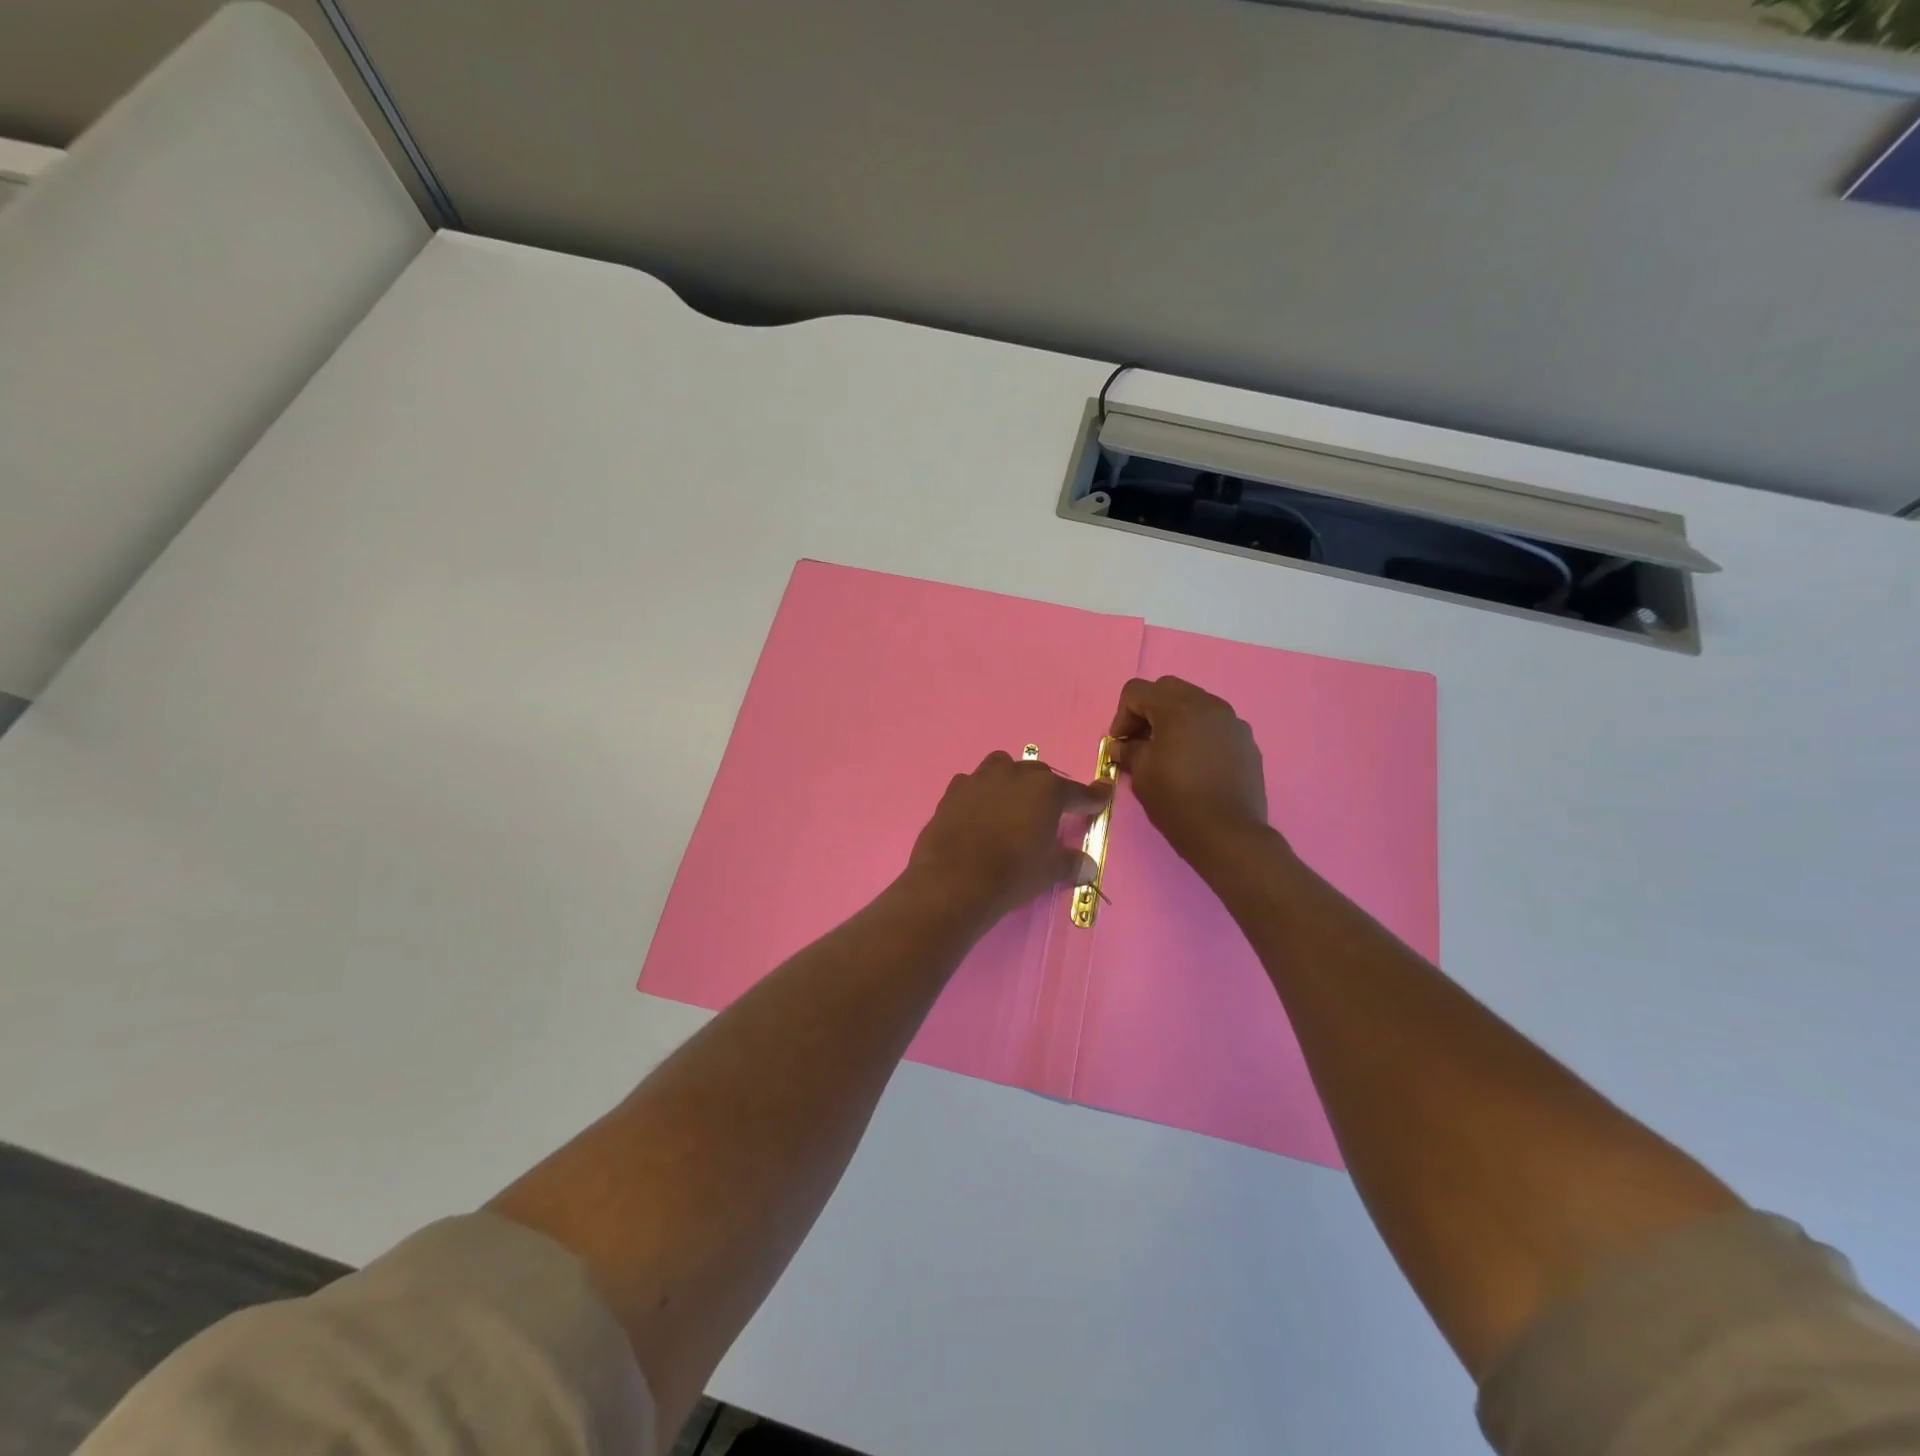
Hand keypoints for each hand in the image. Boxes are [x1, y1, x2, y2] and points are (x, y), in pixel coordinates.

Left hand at [906, 752, 1106, 924]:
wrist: (954, 881)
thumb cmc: (1012, 873)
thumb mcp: (1049, 871)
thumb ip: (1070, 862)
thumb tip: (1088, 866)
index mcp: (1046, 790)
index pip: (1077, 792)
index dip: (1092, 797)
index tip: (1102, 795)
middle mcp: (1014, 775)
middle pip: (1038, 774)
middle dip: (1047, 790)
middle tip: (1050, 811)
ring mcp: (980, 779)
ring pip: (1002, 766)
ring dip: (1011, 779)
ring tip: (1012, 801)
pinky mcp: (953, 791)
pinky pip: (971, 783)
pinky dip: (979, 793)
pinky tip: (979, 811)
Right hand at [1108, 676, 1269, 868]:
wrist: (1228, 834)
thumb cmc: (1177, 800)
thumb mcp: (1142, 774)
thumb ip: (1128, 750)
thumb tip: (1121, 746)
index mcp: (1178, 708)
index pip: (1137, 691)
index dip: (1121, 715)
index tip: (1121, 745)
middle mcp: (1209, 705)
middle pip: (1167, 689)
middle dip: (1148, 711)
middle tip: (1141, 742)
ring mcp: (1232, 721)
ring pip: (1194, 704)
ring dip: (1174, 720)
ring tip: (1168, 752)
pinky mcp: (1246, 741)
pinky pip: (1215, 724)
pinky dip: (1198, 733)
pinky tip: (1195, 763)